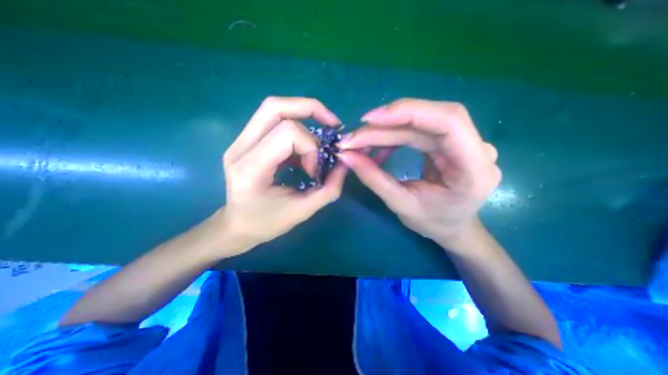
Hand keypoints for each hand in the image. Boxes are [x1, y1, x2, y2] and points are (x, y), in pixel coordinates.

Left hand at [219, 96, 347, 254]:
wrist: (236, 226)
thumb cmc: (266, 224)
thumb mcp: (303, 211)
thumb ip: (329, 188)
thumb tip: (345, 164)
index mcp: (250, 168)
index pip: (287, 133)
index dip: (311, 147)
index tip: (316, 170)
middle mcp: (240, 147)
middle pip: (275, 106)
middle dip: (311, 109)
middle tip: (332, 125)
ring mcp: (239, 141)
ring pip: (273, 108)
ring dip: (303, 115)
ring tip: (319, 137)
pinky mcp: (245, 141)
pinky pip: (273, 120)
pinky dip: (296, 127)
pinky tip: (304, 147)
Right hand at [339, 97, 499, 248]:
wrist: (453, 226)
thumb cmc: (433, 223)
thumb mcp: (401, 205)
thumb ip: (374, 179)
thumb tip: (346, 155)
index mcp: (475, 168)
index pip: (448, 120)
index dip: (407, 112)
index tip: (369, 120)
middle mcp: (476, 148)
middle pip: (429, 119)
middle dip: (386, 125)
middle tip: (354, 137)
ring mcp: (464, 142)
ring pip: (420, 123)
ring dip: (386, 130)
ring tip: (360, 142)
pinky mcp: (449, 142)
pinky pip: (418, 130)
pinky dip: (393, 135)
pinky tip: (377, 148)